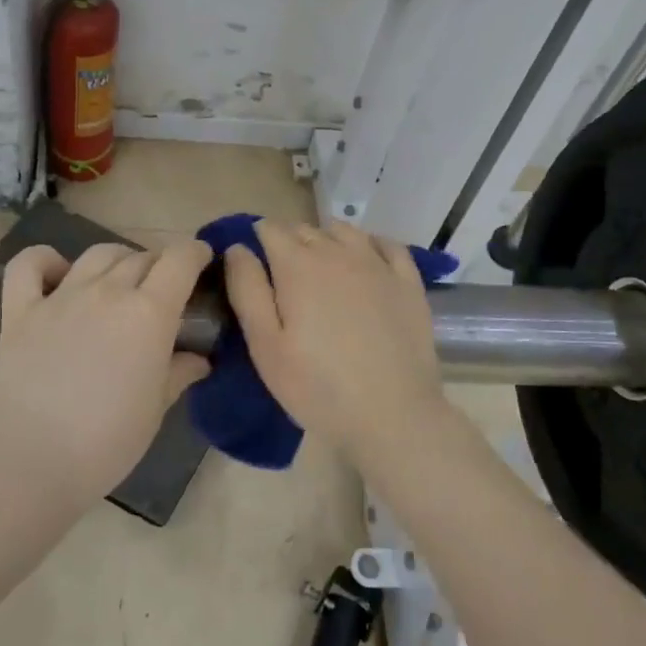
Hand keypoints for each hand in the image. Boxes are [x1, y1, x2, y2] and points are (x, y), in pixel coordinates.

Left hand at [0, 239, 212, 509]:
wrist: (29, 463)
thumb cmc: (106, 443)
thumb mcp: (156, 410)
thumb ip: (178, 373)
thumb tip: (199, 358)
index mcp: (149, 313)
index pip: (179, 260)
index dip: (194, 253)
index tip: (202, 260)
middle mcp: (107, 291)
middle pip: (141, 257)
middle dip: (159, 265)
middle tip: (164, 290)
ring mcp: (60, 297)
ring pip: (97, 254)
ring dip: (117, 260)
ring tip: (120, 281)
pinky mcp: (20, 311)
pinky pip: (29, 264)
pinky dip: (45, 260)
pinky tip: (57, 275)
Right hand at [223, 221, 449, 462]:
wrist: (393, 415)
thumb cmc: (317, 386)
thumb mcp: (265, 346)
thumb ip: (247, 290)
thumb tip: (237, 248)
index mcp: (297, 266)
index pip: (270, 230)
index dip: (257, 239)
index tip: (253, 263)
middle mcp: (337, 253)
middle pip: (305, 229)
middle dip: (289, 242)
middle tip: (283, 278)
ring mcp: (377, 265)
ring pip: (344, 232)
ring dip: (326, 240)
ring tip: (321, 269)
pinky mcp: (408, 282)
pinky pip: (386, 245)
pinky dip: (369, 244)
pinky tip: (365, 261)